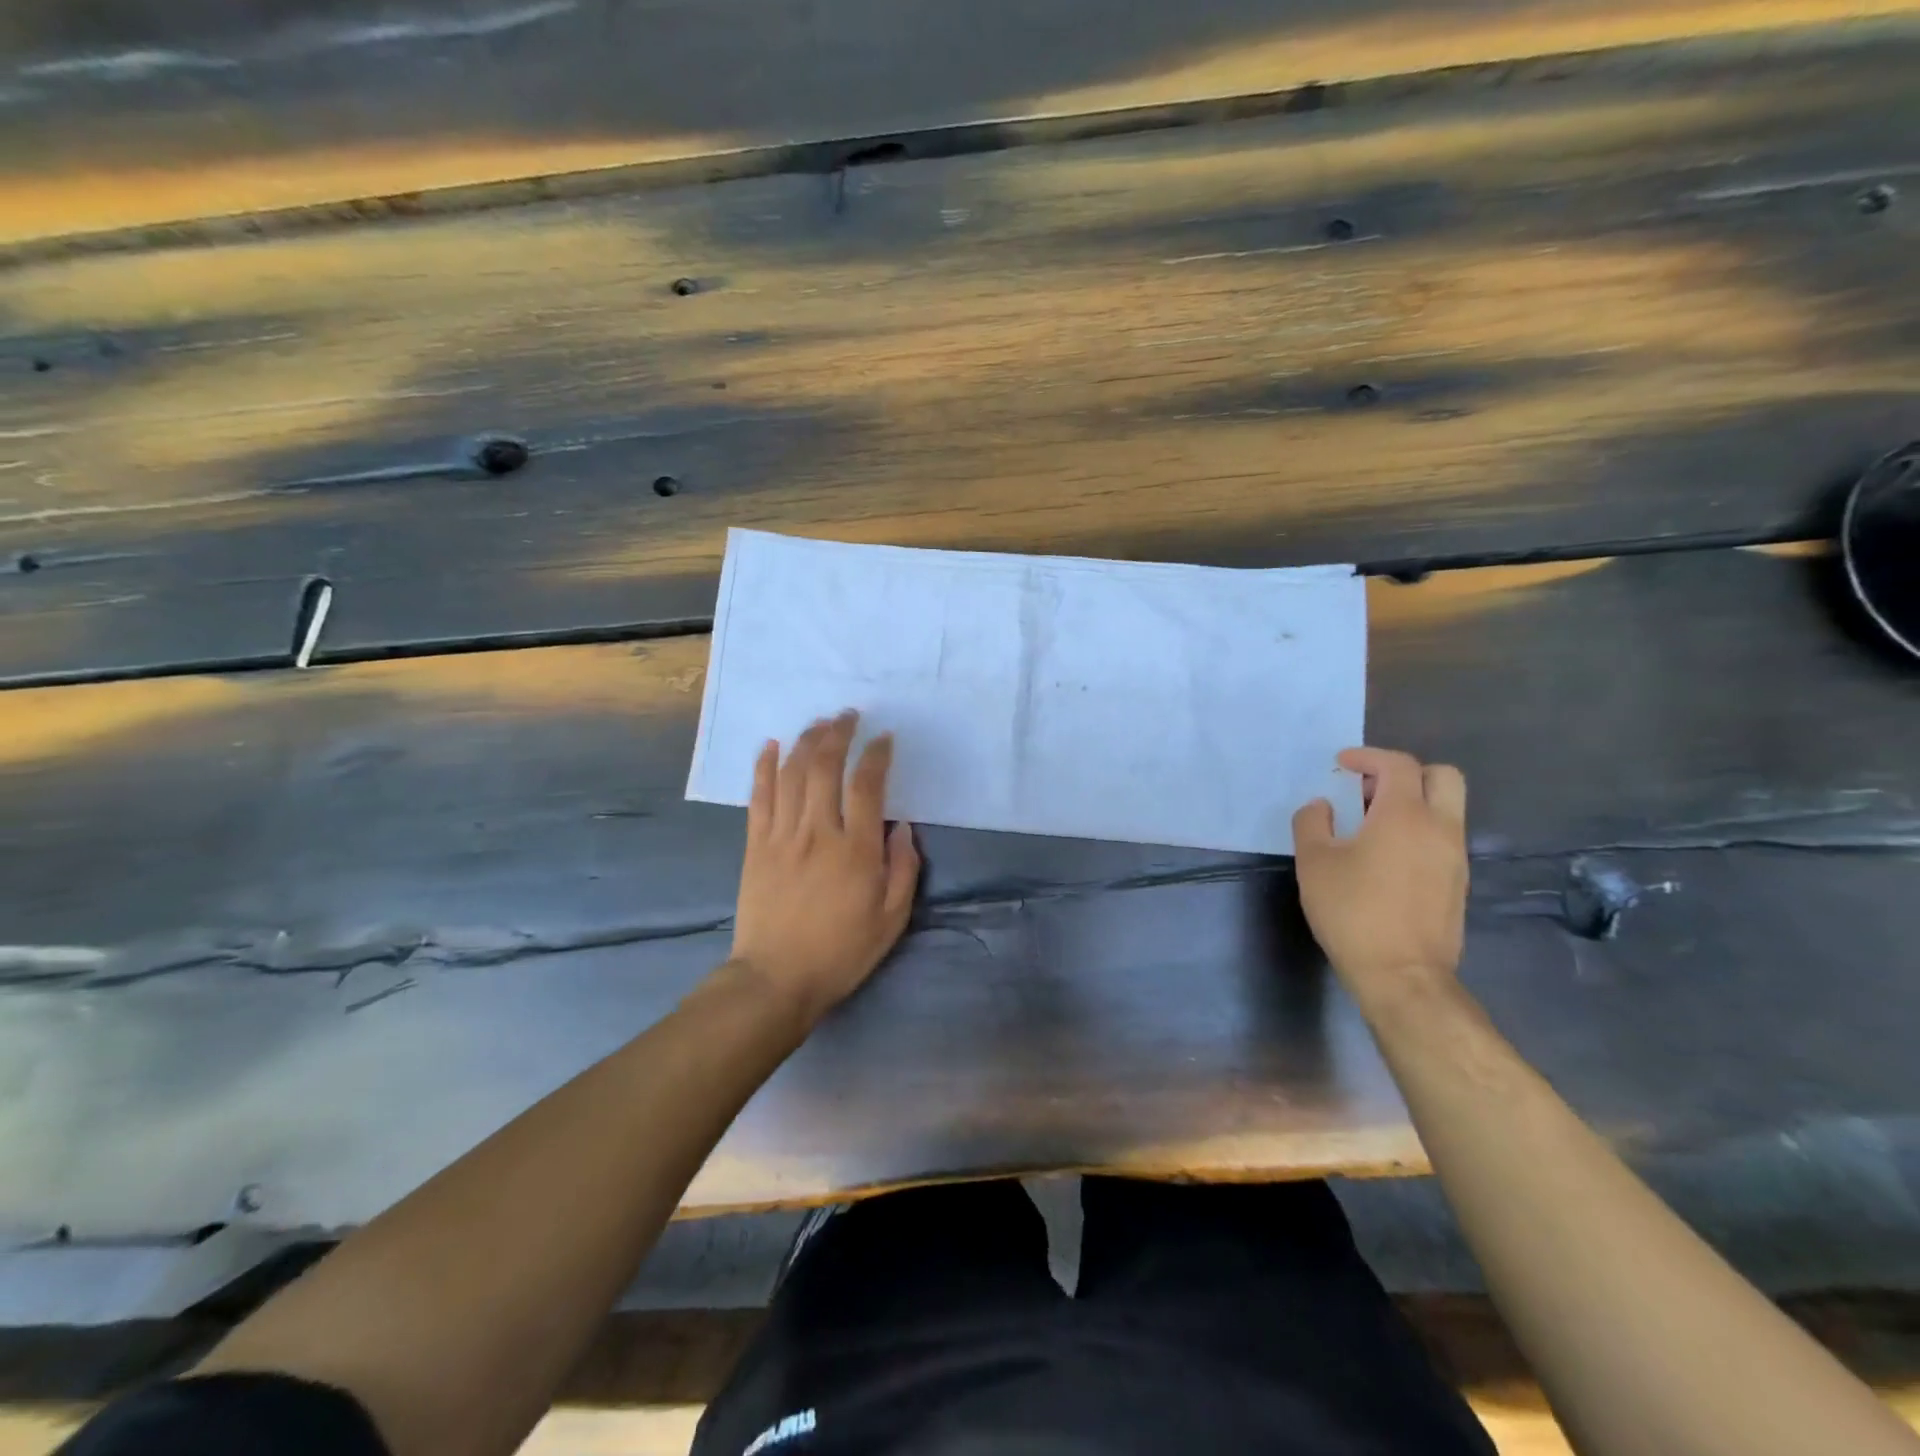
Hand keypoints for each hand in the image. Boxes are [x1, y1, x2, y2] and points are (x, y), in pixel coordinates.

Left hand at [729, 711, 920, 1025]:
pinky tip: (772, 745)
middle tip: (849, 716)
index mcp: (855, 850)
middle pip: (825, 766)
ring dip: (806, 741)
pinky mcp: (756, 845)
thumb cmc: (841, 952)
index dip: (877, 755)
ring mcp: (782, 835)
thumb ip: (903, 869)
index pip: (867, 786)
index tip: (885, 739)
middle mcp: (818, 832)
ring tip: (819, 722)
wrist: (776, 979)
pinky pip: (759, 796)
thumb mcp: (891, 919)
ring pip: (792, 773)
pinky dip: (764, 767)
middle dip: (838, 733)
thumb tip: (902, 827)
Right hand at [1292, 747, 1468, 1003]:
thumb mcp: (1314, 862)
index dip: (1368, 757)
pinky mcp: (1457, 882)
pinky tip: (1386, 856)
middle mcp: (1439, 828)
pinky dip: (1419, 830)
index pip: (1398, 764)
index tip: (1342, 765)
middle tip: (1369, 790)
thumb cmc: (1352, 911)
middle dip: (1405, 773)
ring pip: (1446, 808)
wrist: (1401, 974)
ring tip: (1371, 825)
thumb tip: (1323, 806)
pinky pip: (1443, 837)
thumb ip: (1312, 823)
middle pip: (1441, 776)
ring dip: (1413, 802)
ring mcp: (1454, 857)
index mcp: (1404, 815)